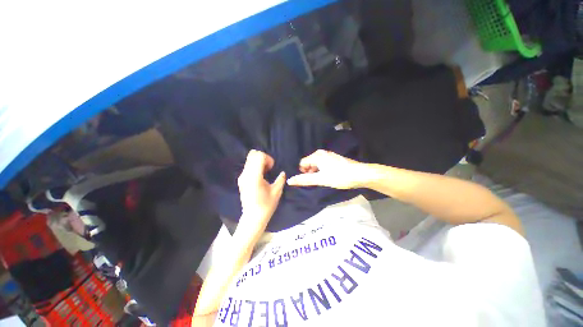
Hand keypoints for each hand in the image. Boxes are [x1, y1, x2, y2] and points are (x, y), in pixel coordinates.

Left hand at [237, 150, 285, 228]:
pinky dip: (255, 166)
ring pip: (249, 159)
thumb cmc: (266, 205)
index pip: (259, 156)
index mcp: (255, 176)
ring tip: (265, 172)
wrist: (253, 217)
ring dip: (258, 162)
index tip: (272, 167)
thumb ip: (280, 179)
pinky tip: (260, 176)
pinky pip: (248, 166)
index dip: (268, 158)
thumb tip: (282, 173)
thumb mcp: (277, 191)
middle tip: (269, 168)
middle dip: (263, 158)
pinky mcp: (241, 180)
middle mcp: (246, 174)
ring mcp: (242, 177)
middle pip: (252, 155)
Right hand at [287, 150, 368, 188]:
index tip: (308, 180)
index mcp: (317, 156)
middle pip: (309, 162)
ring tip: (322, 180)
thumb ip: (305, 180)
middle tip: (316, 181)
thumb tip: (290, 181)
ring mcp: (329, 155)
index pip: (302, 163)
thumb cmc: (339, 176)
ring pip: (316, 163)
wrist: (361, 174)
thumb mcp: (321, 179)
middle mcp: (322, 153)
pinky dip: (322, 170)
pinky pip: (323, 163)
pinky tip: (329, 176)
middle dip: (309, 172)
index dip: (302, 172)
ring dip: (316, 172)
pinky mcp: (335, 158)